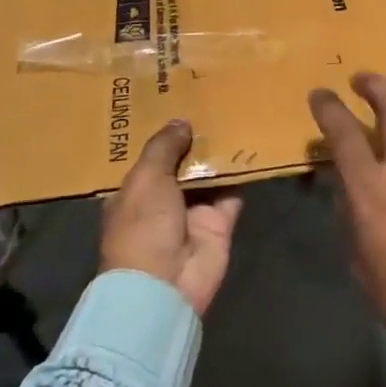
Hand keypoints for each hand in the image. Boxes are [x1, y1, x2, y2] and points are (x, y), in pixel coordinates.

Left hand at [100, 119, 243, 316]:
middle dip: (194, 140)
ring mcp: (192, 213)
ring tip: (235, 115)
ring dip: (219, 154)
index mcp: (134, 192)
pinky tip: (251, 146)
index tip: (176, 104)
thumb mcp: (145, 178)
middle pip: (182, 164)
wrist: (165, 284)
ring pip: (209, 176)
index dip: (162, 134)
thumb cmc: (143, 226)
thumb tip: (181, 121)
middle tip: (212, 102)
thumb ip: (164, 147)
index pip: (149, 158)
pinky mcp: (219, 223)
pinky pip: (233, 193)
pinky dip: (241, 175)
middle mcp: (162, 201)